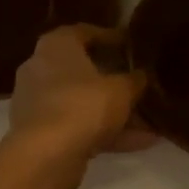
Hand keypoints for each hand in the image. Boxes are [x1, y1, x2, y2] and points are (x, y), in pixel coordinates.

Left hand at [7, 24, 153, 166]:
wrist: (45, 156)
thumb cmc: (82, 105)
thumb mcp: (121, 90)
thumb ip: (134, 80)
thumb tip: (142, 75)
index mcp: (55, 46)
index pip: (84, 32)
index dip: (110, 37)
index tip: (131, 45)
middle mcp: (40, 68)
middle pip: (82, 70)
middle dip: (113, 79)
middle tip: (139, 82)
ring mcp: (38, 103)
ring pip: (82, 102)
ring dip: (113, 111)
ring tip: (150, 120)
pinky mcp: (41, 133)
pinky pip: (79, 126)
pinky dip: (106, 133)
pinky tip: (142, 143)